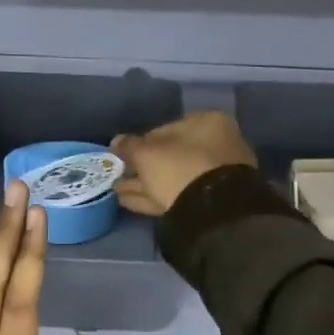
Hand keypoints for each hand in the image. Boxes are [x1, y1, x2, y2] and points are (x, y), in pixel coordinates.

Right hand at [111, 112, 257, 216]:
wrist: (212, 210)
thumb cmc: (180, 167)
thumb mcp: (147, 154)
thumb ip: (129, 146)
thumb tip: (116, 140)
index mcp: (208, 124)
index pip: (167, 129)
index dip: (141, 142)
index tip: (123, 154)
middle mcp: (217, 146)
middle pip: (171, 156)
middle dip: (142, 167)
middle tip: (118, 175)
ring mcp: (215, 177)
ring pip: (173, 178)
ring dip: (143, 185)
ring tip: (116, 191)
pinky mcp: (210, 203)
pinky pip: (177, 195)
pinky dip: (153, 198)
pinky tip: (128, 202)